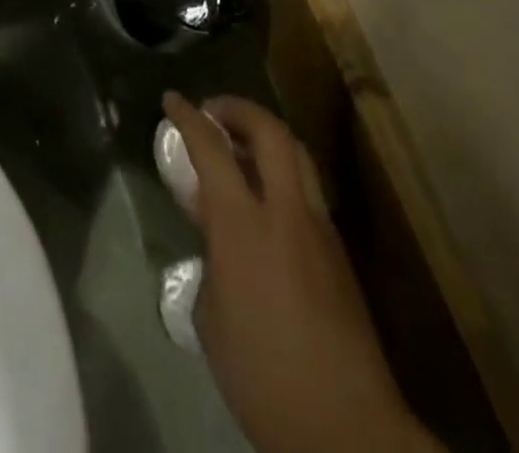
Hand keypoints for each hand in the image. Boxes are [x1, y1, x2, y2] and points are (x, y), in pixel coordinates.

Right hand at [164, 93, 436, 452]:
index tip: (171, 99)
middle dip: (238, 108)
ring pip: (297, 153)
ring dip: (266, 134)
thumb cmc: (262, 376)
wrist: (346, 428)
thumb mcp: (212, 317)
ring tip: (241, 144)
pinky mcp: (338, 250)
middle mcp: (285, 212)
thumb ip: (210, 257)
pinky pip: (308, 187)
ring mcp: (318, 227)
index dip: (188, 117)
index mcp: (242, 226)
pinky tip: (267, 196)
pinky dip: (283, 171)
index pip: (212, 149)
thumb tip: (213, 233)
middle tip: (213, 111)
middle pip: (269, 131)